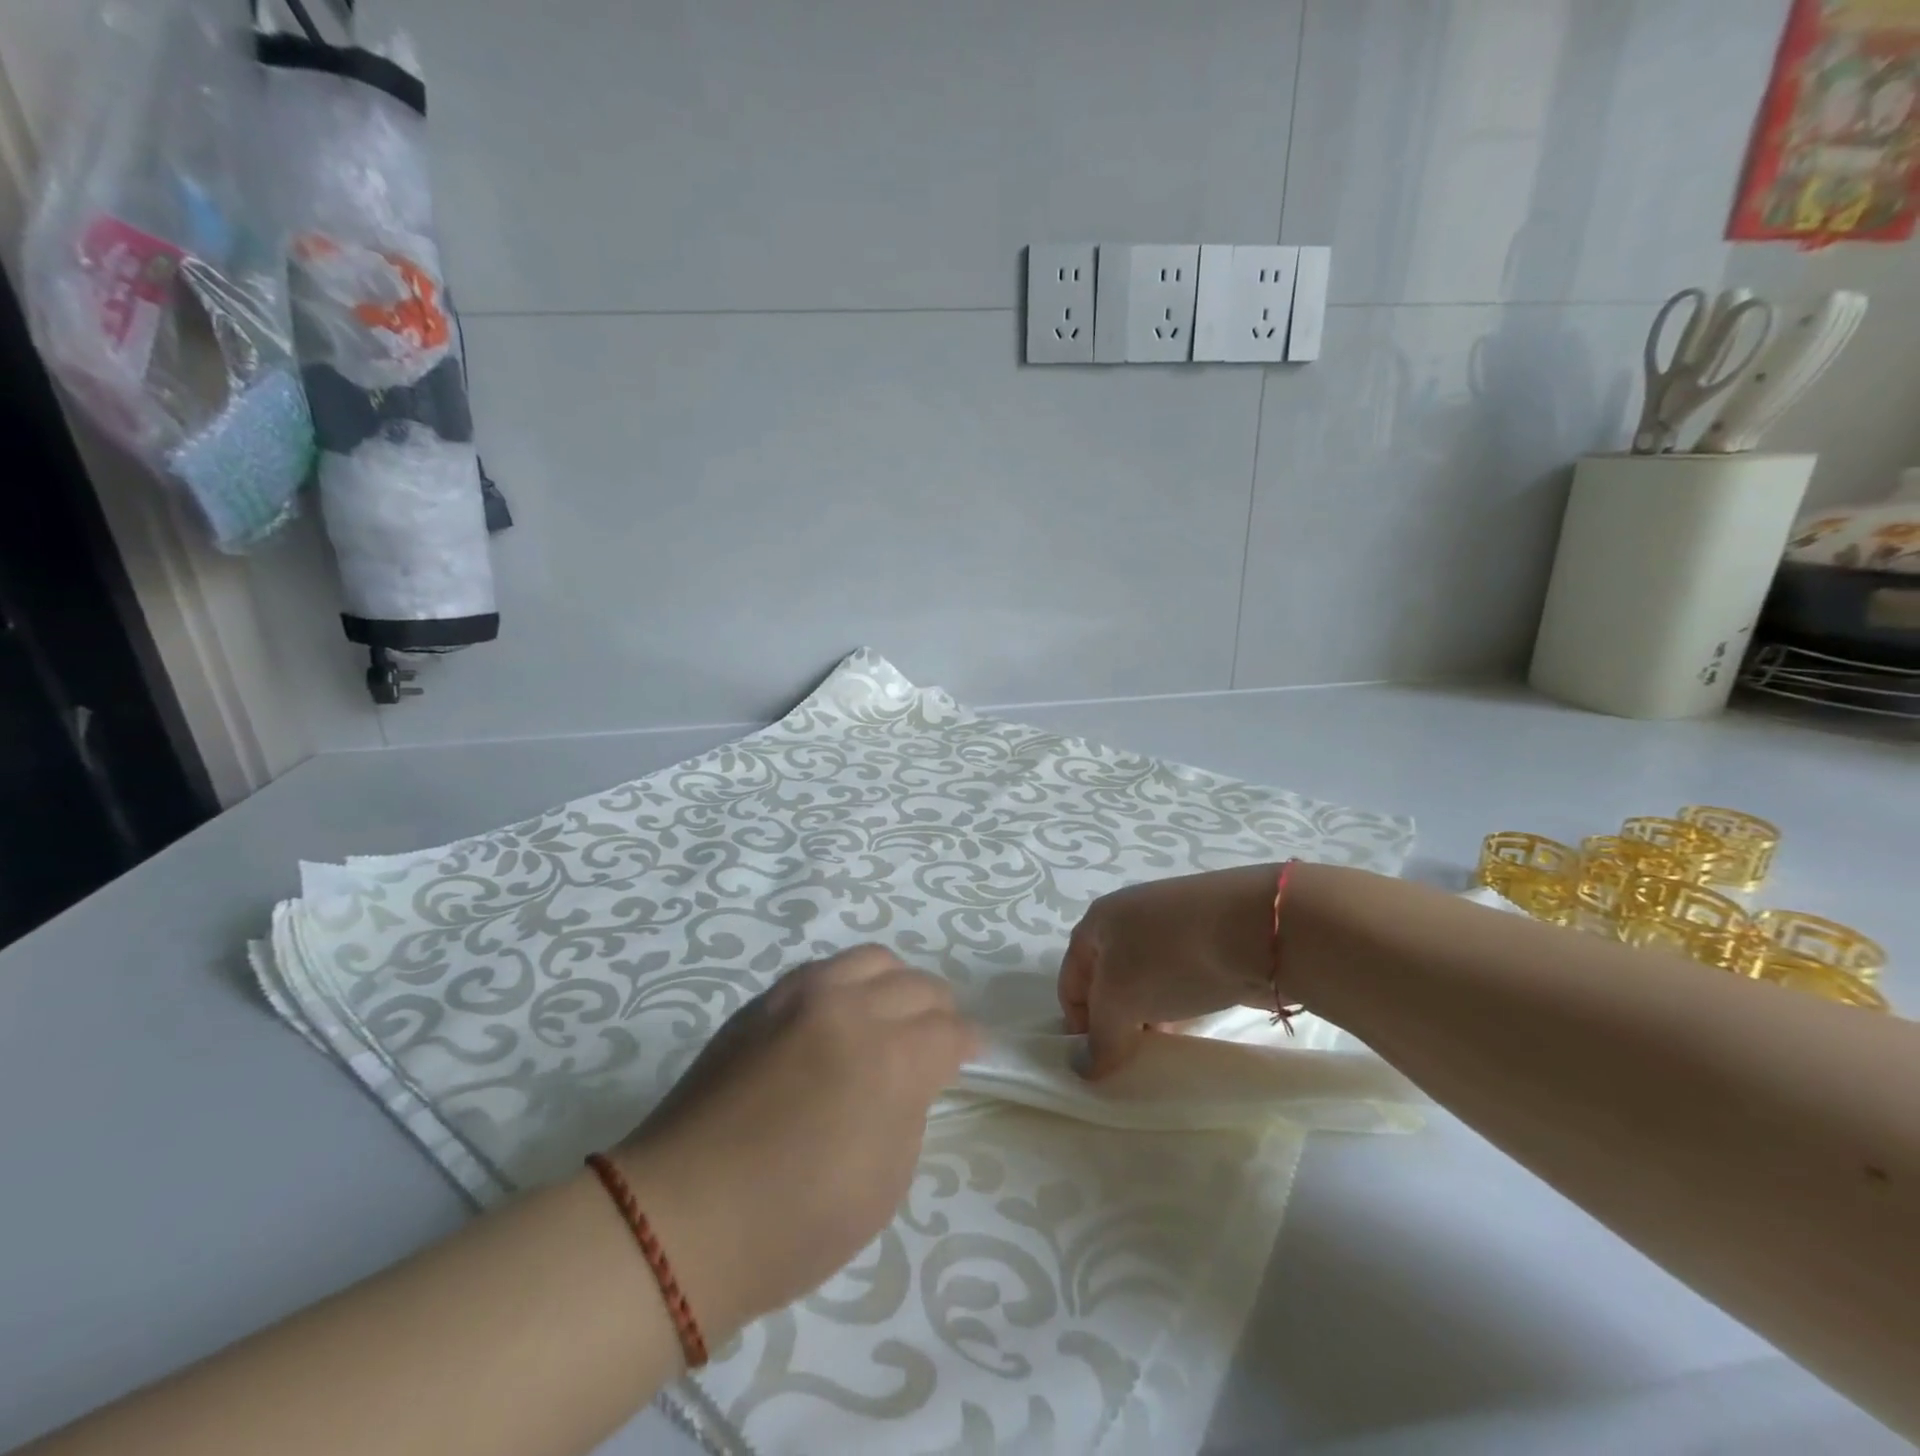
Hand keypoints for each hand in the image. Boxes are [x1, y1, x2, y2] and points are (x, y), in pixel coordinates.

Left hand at [611, 946, 977, 1343]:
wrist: (681, 1217)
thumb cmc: (794, 1222)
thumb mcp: (886, 1181)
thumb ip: (911, 1109)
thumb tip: (912, 1077)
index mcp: (892, 1058)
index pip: (950, 1031)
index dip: (969, 1043)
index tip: (971, 1054)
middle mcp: (852, 1009)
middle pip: (918, 985)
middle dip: (938, 1010)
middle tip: (936, 1039)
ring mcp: (803, 995)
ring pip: (872, 959)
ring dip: (895, 984)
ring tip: (890, 1015)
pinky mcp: (764, 999)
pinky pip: (823, 969)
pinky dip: (848, 984)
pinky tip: (840, 1016)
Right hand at [1058, 864, 1281, 1077]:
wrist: (1255, 929)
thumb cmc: (1170, 959)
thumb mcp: (1121, 1000)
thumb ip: (1100, 1037)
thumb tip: (1087, 1067)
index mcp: (1097, 921)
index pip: (1070, 980)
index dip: (1077, 1023)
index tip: (1097, 1062)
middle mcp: (1128, 917)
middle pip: (1107, 980)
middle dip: (1114, 1020)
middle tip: (1129, 1056)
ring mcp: (1170, 924)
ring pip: (1145, 980)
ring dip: (1147, 1015)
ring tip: (1162, 1046)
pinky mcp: (1207, 937)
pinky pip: (1179, 978)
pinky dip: (1178, 1004)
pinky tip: (1191, 1025)